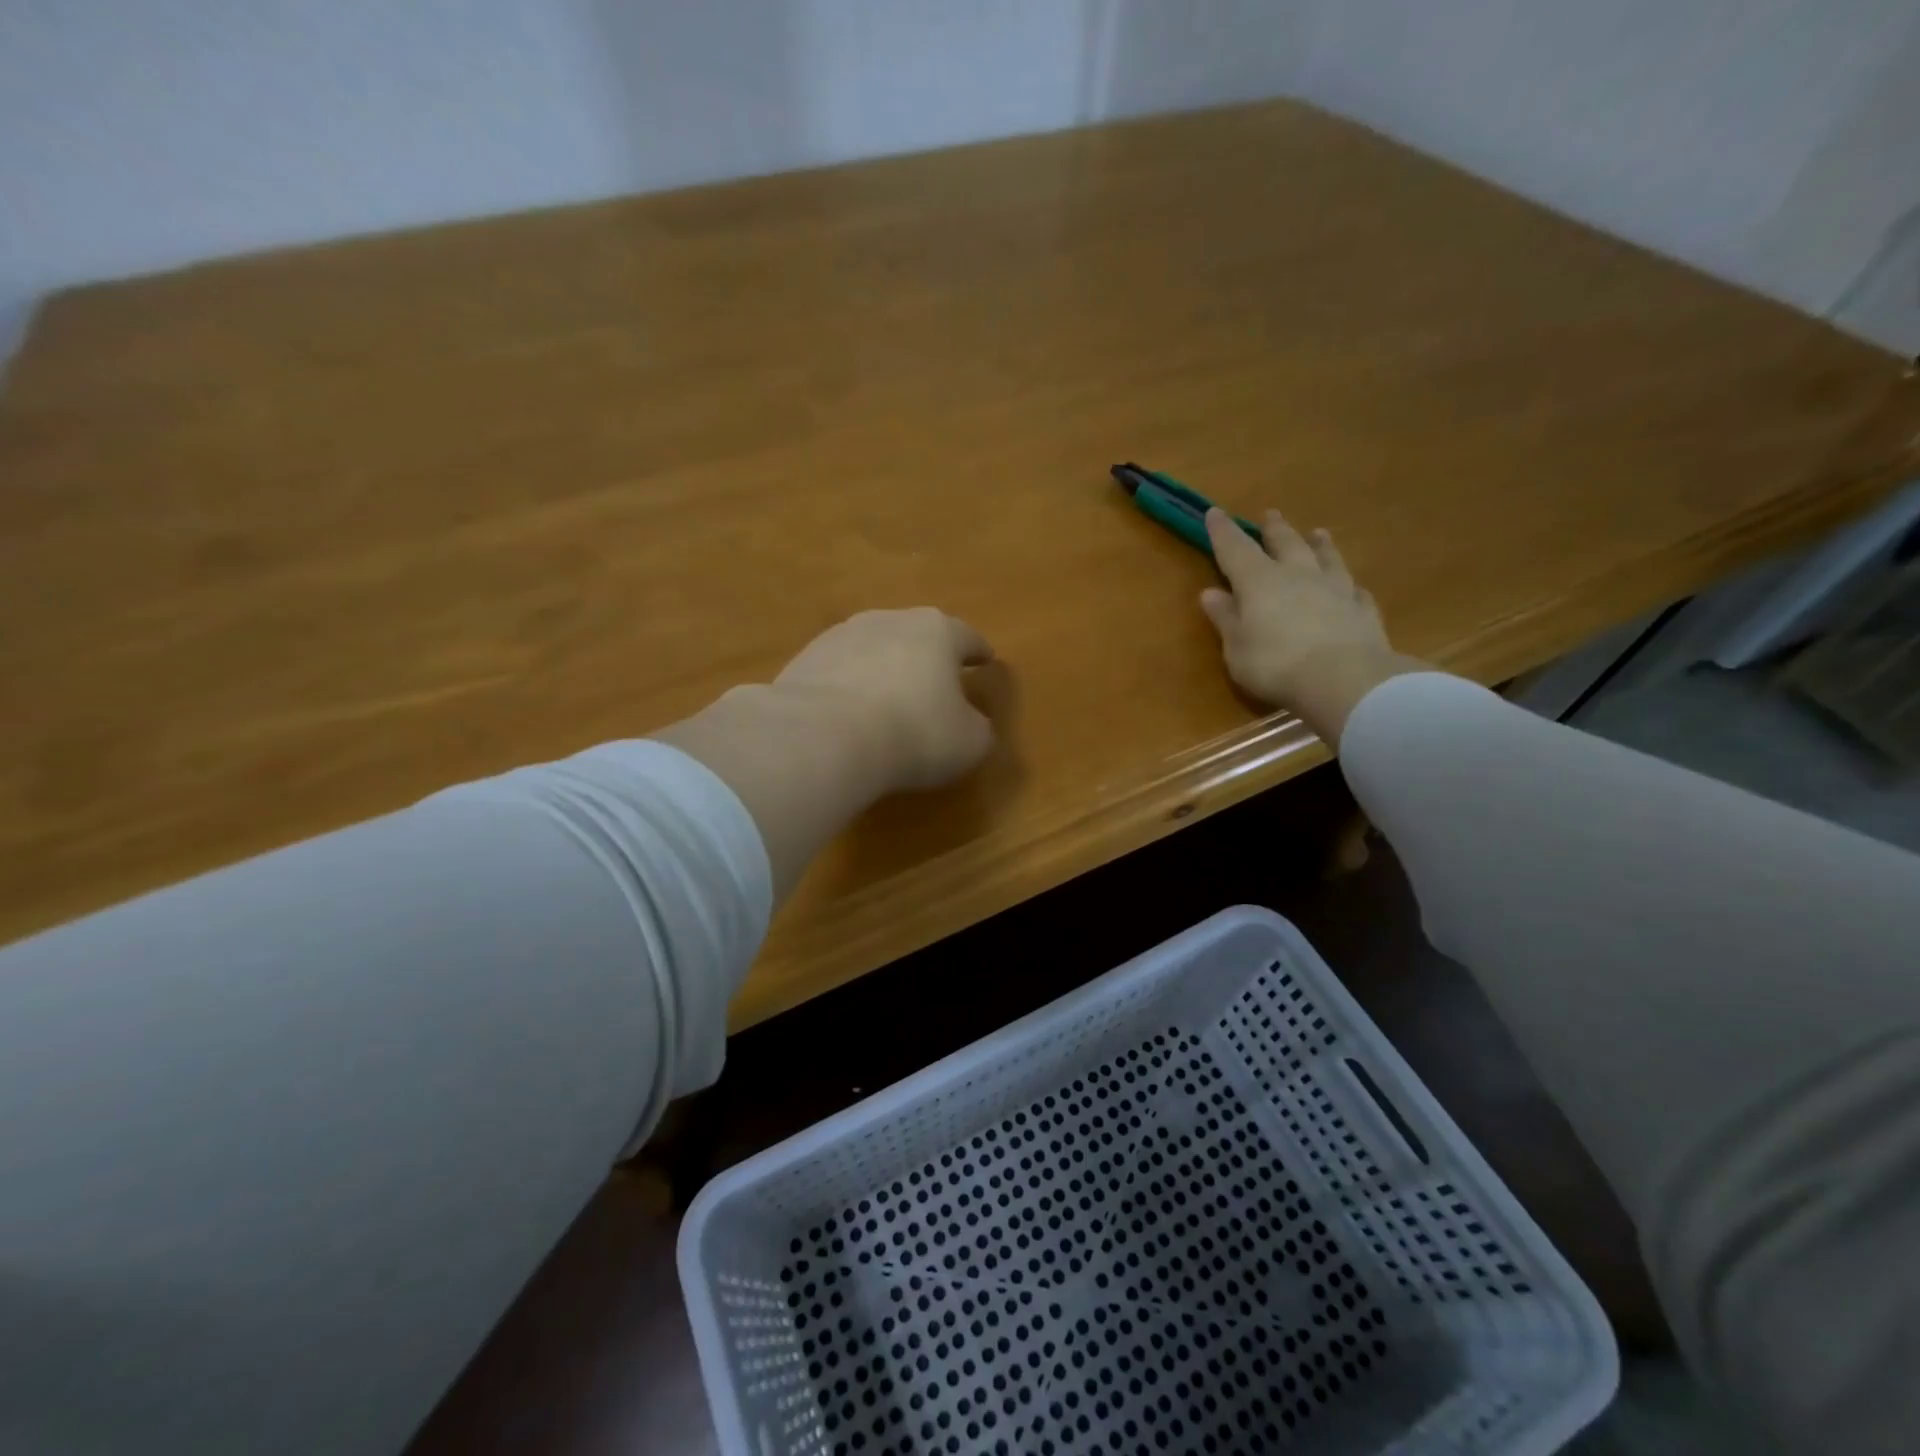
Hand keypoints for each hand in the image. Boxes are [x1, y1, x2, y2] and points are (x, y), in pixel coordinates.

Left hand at [773, 607, 996, 792]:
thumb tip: (968, 723)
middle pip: (916, 634)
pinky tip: (848, 714)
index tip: (985, 659)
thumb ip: (976, 727)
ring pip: (873, 649)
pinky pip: (839, 672)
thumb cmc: (915, 734)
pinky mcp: (804, 660)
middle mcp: (889, 620)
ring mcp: (840, 636)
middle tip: (936, 680)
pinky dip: (848, 687)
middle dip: (927, 656)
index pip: (966, 637)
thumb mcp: (969, 742)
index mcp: (937, 631)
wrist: (824, 738)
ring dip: (883, 669)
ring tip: (887, 700)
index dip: (978, 650)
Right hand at [1200, 507, 1424, 745]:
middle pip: (1285, 543)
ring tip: (1317, 533)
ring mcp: (1335, 589)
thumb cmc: (1275, 664)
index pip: (1235, 549)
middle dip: (1274, 529)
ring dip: (1319, 544)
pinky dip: (1348, 585)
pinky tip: (1351, 586)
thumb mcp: (1236, 647)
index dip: (1223, 531)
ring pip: (1326, 557)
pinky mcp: (1362, 610)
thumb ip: (1225, 618)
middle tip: (1270, 515)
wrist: (1344, 680)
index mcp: (1259, 582)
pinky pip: (1354, 590)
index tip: (1214, 513)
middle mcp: (1298, 575)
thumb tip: (1210, 593)